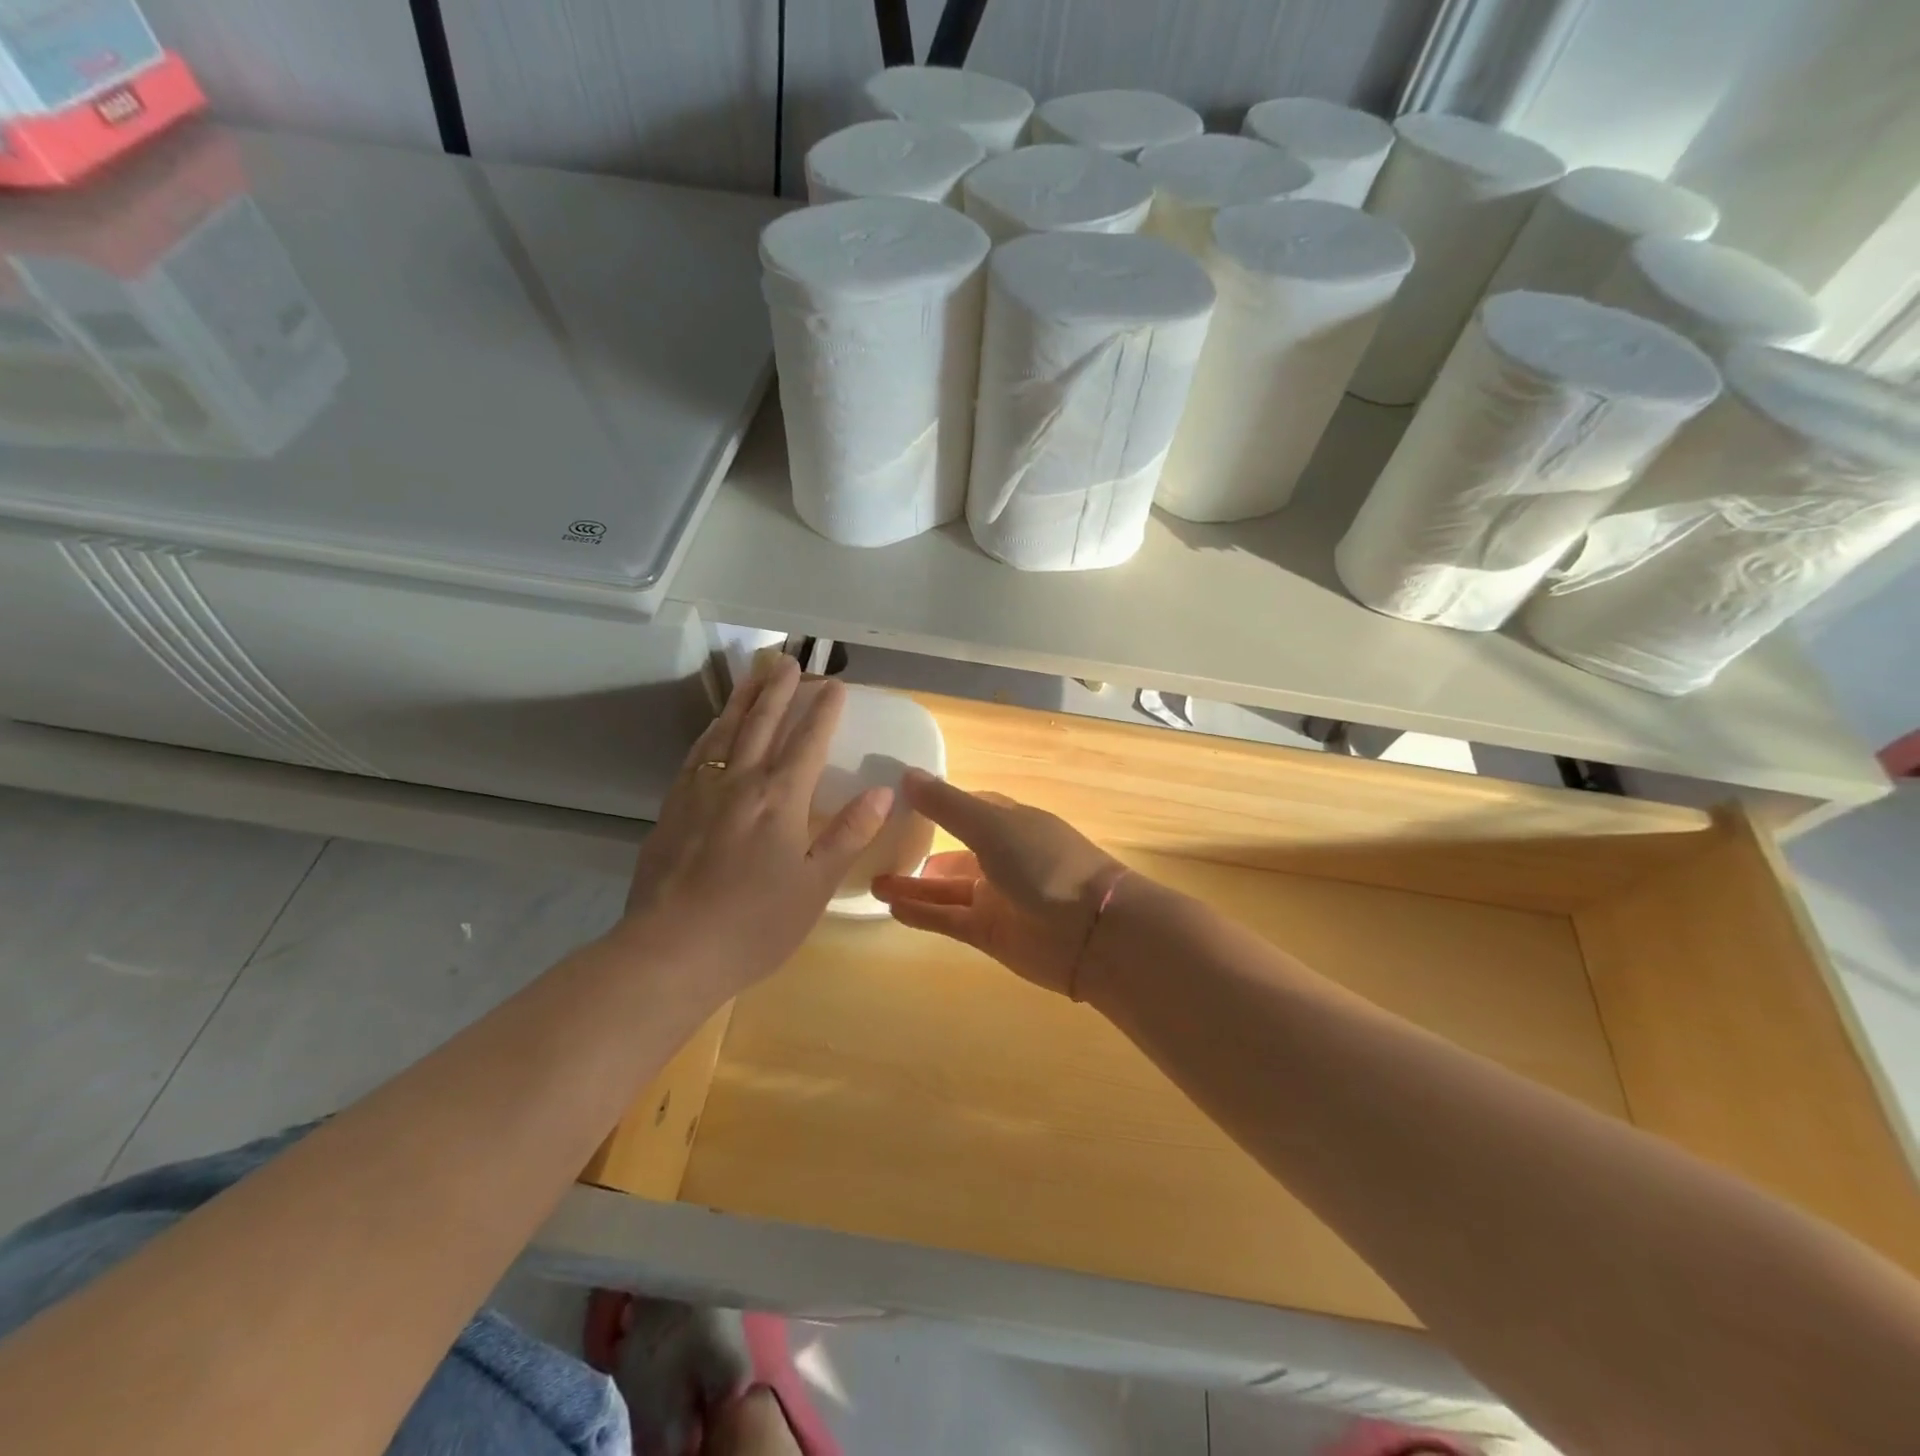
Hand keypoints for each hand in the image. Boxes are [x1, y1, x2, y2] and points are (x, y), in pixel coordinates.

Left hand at [617, 656, 891, 1001]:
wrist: (670, 951)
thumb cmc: (755, 925)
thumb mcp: (815, 885)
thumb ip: (848, 833)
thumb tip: (881, 792)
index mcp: (780, 799)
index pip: (808, 741)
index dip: (823, 711)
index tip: (834, 684)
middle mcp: (740, 782)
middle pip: (762, 723)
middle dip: (779, 689)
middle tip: (789, 660)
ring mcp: (701, 791)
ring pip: (726, 730)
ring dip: (743, 698)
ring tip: (754, 673)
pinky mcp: (673, 807)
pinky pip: (698, 753)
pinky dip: (712, 730)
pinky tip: (715, 727)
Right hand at [872, 771, 1125, 996]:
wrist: (1092, 933)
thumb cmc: (1044, 864)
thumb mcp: (992, 826)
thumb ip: (947, 805)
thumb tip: (906, 775)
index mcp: (1008, 822)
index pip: (965, 807)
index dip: (934, 804)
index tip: (894, 802)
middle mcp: (1001, 857)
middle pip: (952, 851)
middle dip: (920, 849)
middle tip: (875, 848)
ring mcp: (995, 897)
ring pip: (946, 888)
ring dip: (913, 885)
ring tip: (873, 882)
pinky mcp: (990, 933)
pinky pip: (948, 919)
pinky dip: (923, 913)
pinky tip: (892, 907)